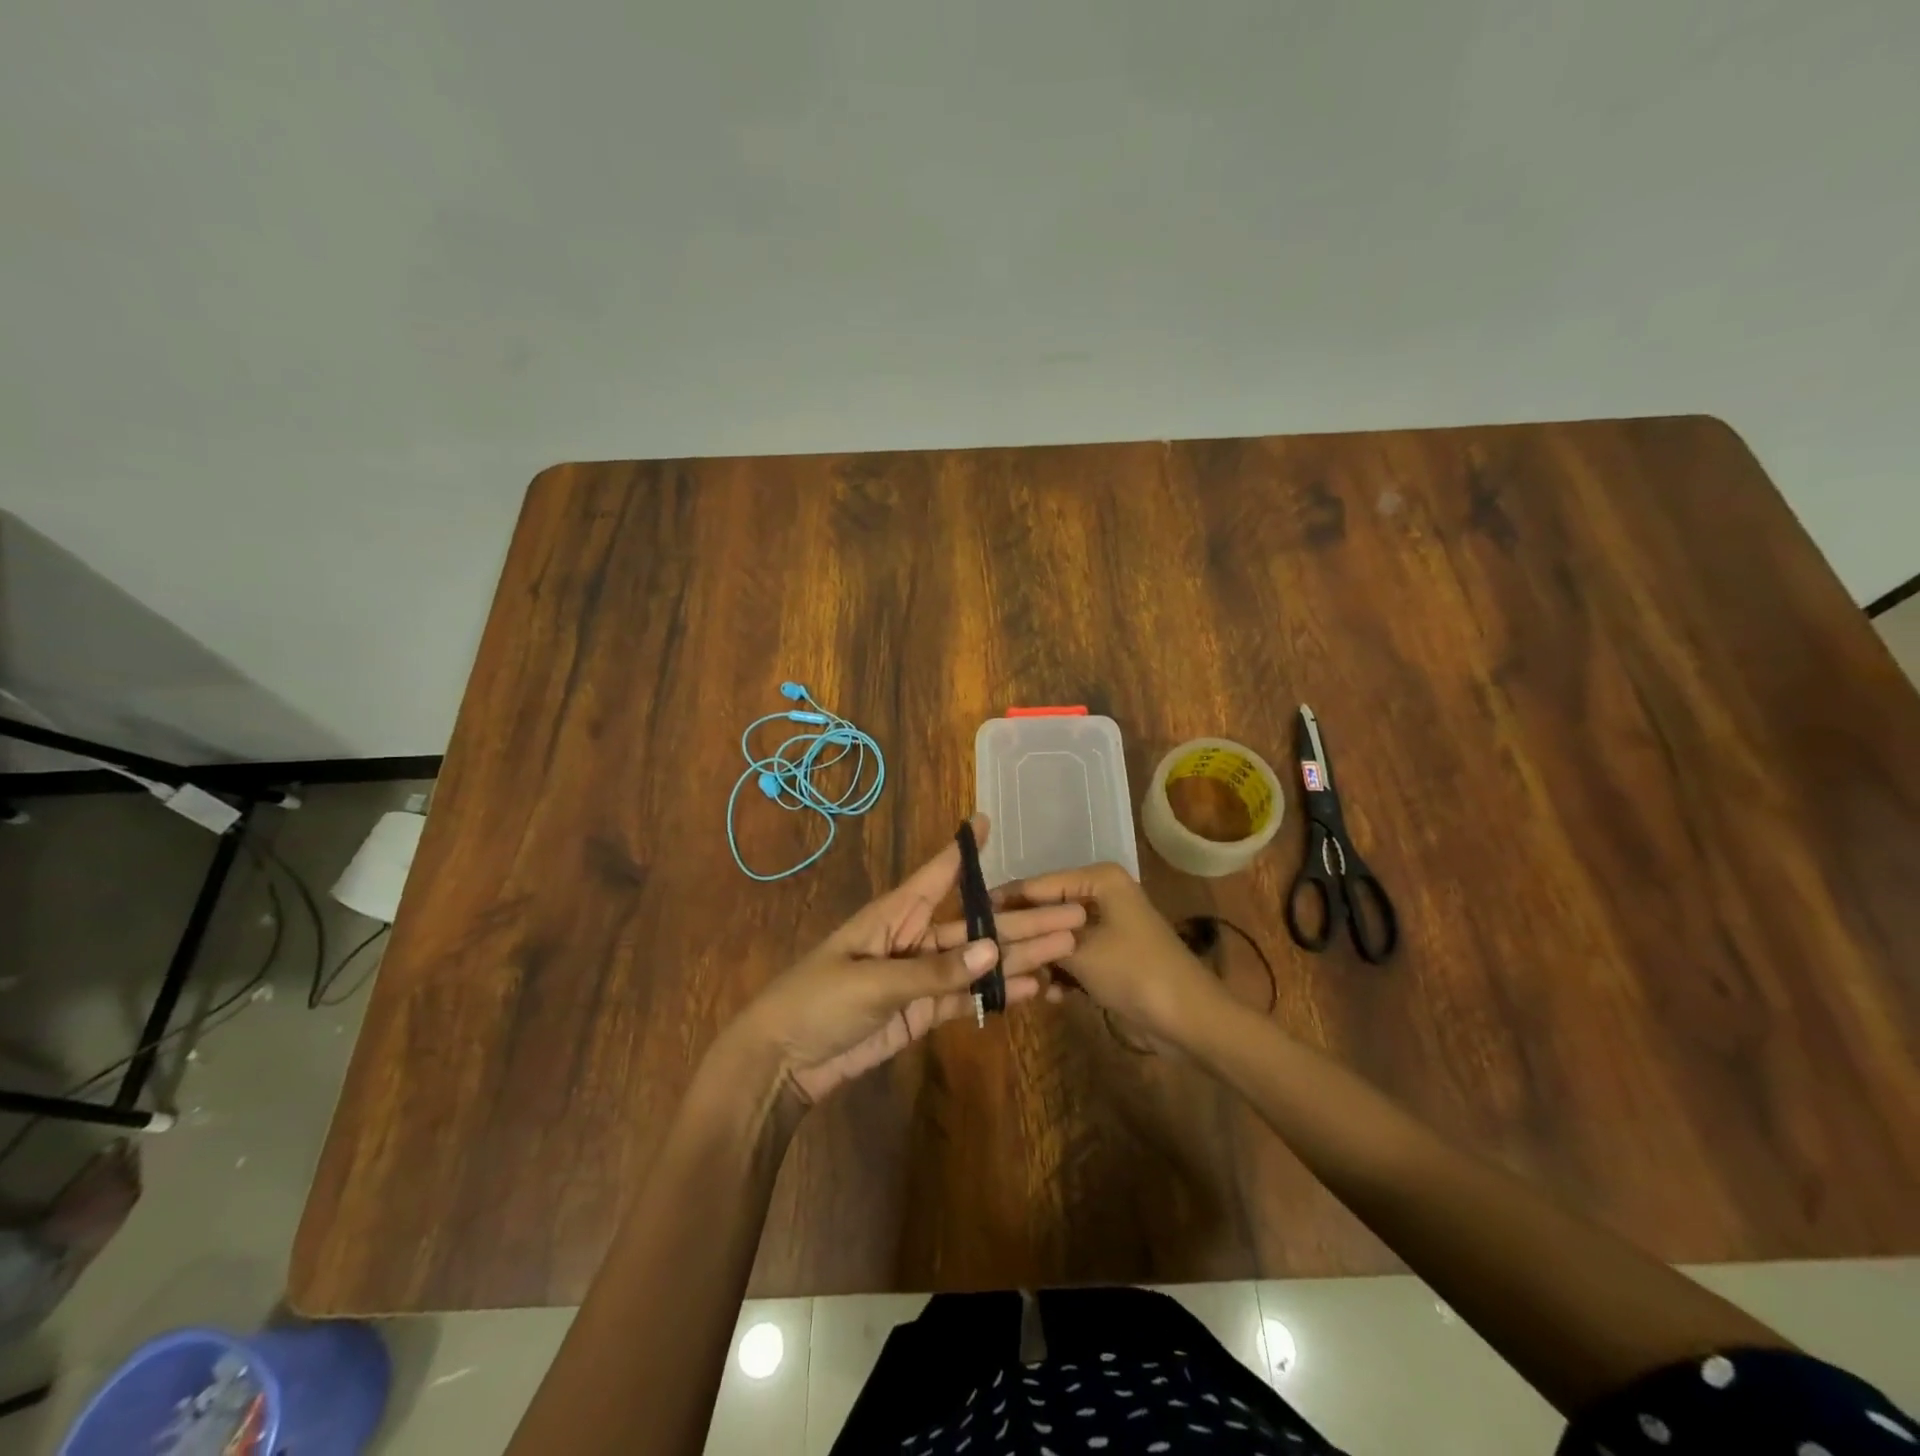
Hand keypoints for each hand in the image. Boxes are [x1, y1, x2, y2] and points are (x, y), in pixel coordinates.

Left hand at [728, 816, 1085, 1105]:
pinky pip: (964, 997)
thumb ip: (935, 971)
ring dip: (1019, 957)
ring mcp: (919, 977)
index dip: (963, 849)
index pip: (937, 874)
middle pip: (976, 924)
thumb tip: (995, 949)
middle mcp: (913, 938)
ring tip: (1066, 951)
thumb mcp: (874, 982)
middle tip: (1073, 917)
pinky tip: (1032, 990)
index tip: (987, 819)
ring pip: (977, 961)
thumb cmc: (818, 1002)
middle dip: (1022, 920)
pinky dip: (995, 994)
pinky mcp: (919, 1012)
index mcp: (895, 915)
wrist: (781, 1062)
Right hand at [995, 862, 1231, 1047]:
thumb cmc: (1135, 972)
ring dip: (1043, 960)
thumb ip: (1038, 934)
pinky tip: (1050, 996)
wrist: (1190, 1020)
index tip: (969, 919)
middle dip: (1024, 936)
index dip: (1005, 902)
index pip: (1038, 884)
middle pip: (1047, 911)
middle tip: (989, 954)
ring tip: (1018, 980)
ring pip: (1058, 938)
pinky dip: (1063, 975)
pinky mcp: (1111, 956)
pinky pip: (1075, 958)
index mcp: (1099, 880)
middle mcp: (1102, 895)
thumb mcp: (1080, 951)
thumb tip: (996, 924)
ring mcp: (1108, 927)